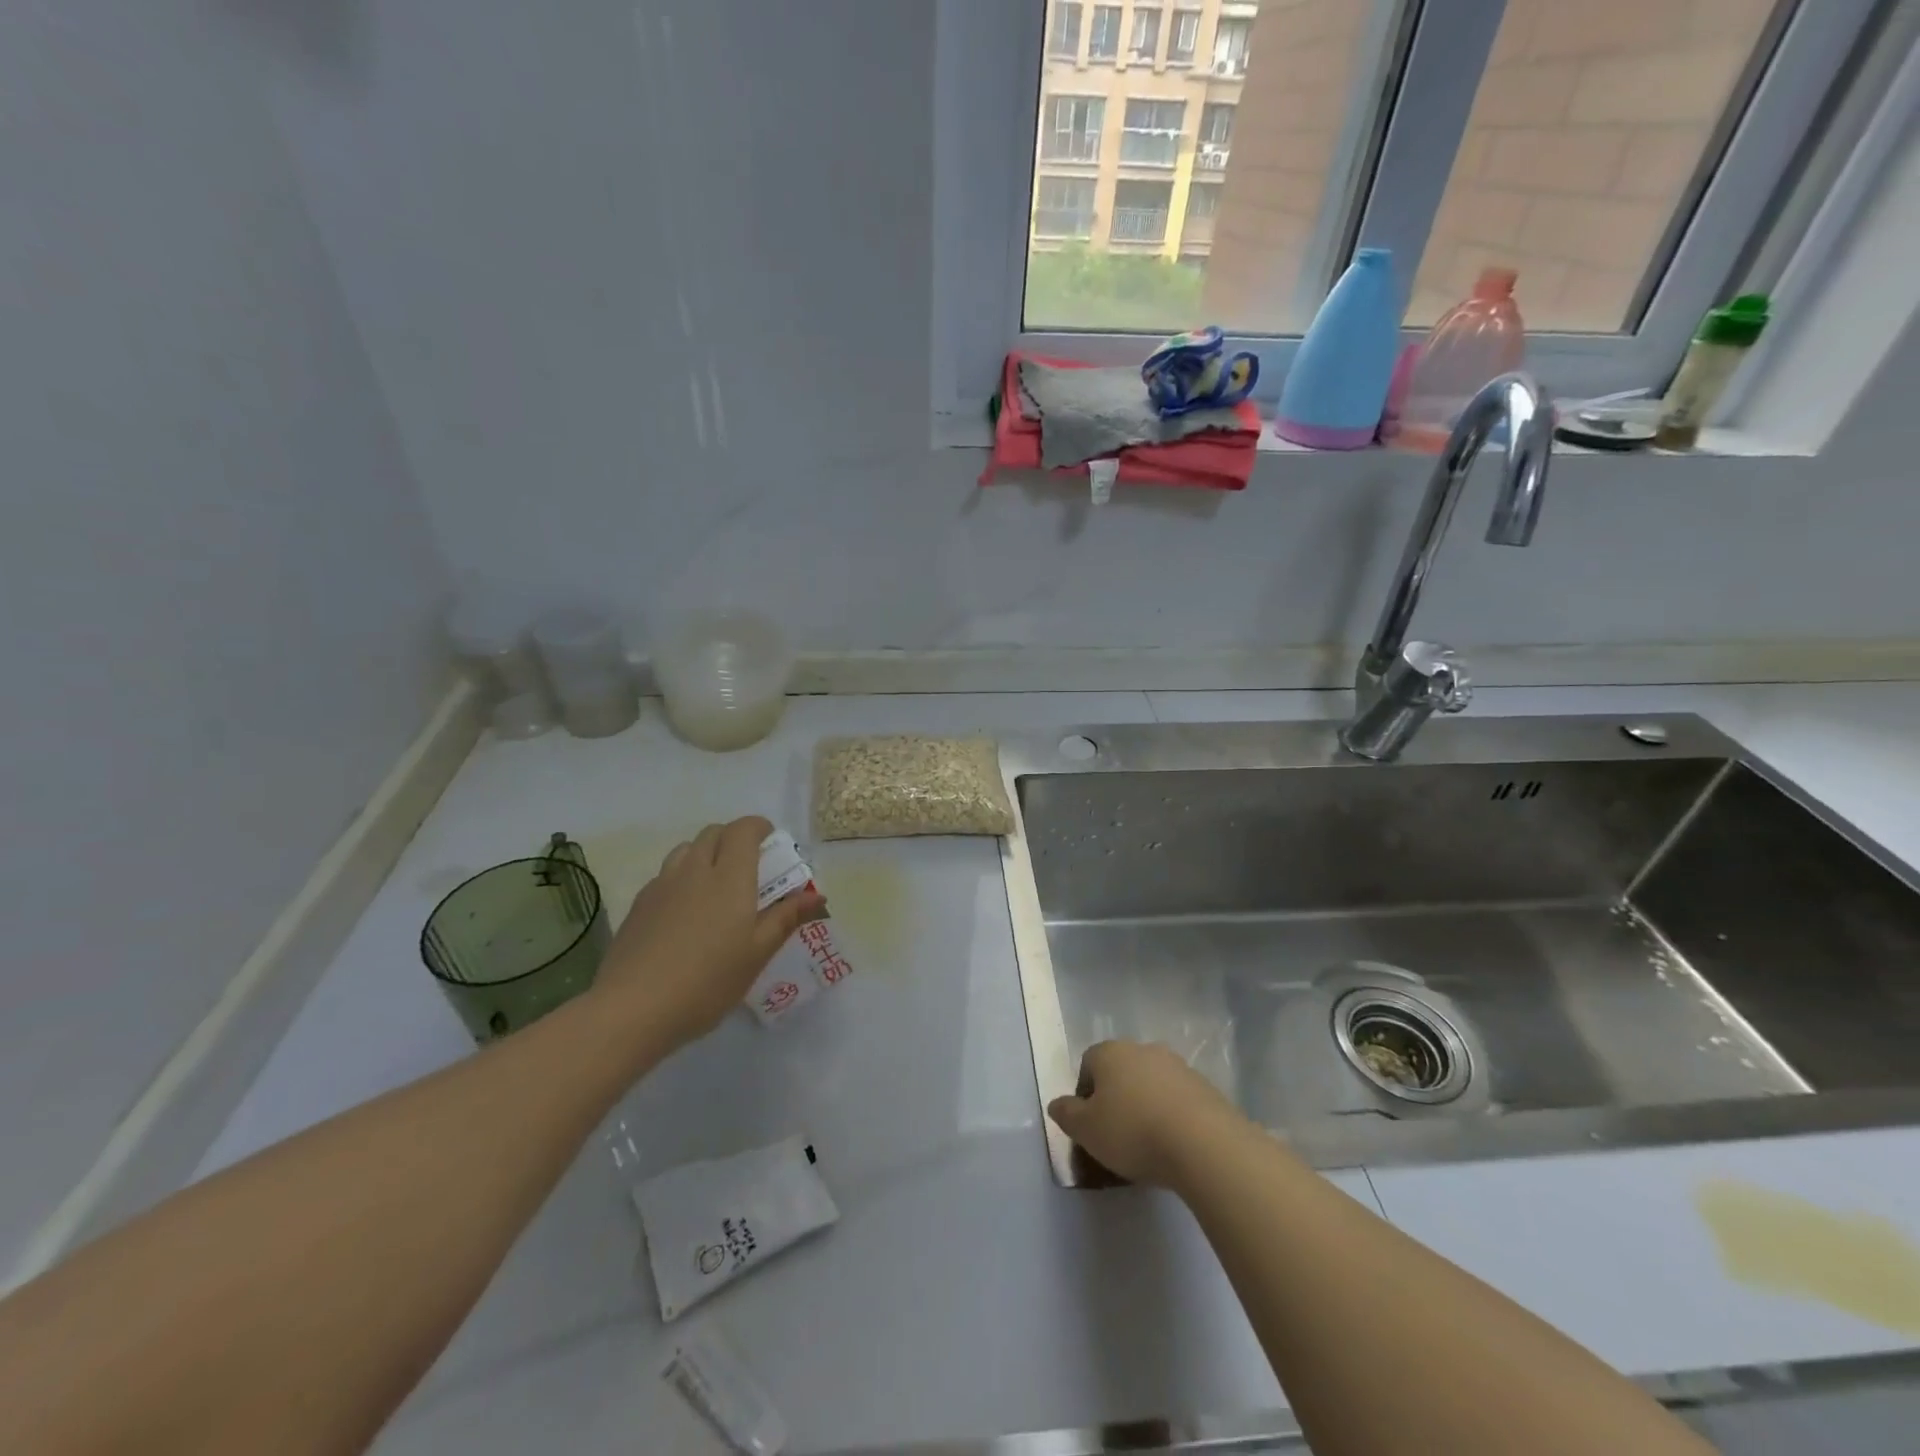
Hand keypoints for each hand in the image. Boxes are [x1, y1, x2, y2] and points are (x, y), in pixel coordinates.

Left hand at [592, 816, 824, 1051]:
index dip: (758, 827)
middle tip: (749, 866)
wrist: (633, 1009)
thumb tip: (817, 896)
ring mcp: (661, 886)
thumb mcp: (757, 954)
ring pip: (685, 850)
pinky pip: (665, 876)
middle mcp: (694, 870)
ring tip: (715, 886)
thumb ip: (786, 918)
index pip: (743, 829)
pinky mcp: (638, 906)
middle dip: (733, 838)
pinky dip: (682, 878)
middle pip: (713, 833)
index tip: (771, 842)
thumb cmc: (708, 981)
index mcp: (730, 877)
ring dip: (705, 854)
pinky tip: (685, 913)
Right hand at [1047, 1040, 1247, 1188]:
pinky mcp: (1205, 1087)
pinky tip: (1174, 1144)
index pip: (1088, 1064)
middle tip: (1117, 1134)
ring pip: (1151, 1083)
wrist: (1203, 1143)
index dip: (1085, 1094)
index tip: (1089, 1124)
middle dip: (1117, 1097)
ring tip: (1148, 1143)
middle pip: (1121, 1071)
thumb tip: (1058, 1104)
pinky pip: (1178, 1099)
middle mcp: (1143, 1049)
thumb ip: (1066, 1115)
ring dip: (1146, 1105)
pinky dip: (1172, 1115)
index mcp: (1110, 1053)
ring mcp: (1177, 1066)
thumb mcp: (1086, 1130)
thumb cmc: (1132, 1131)